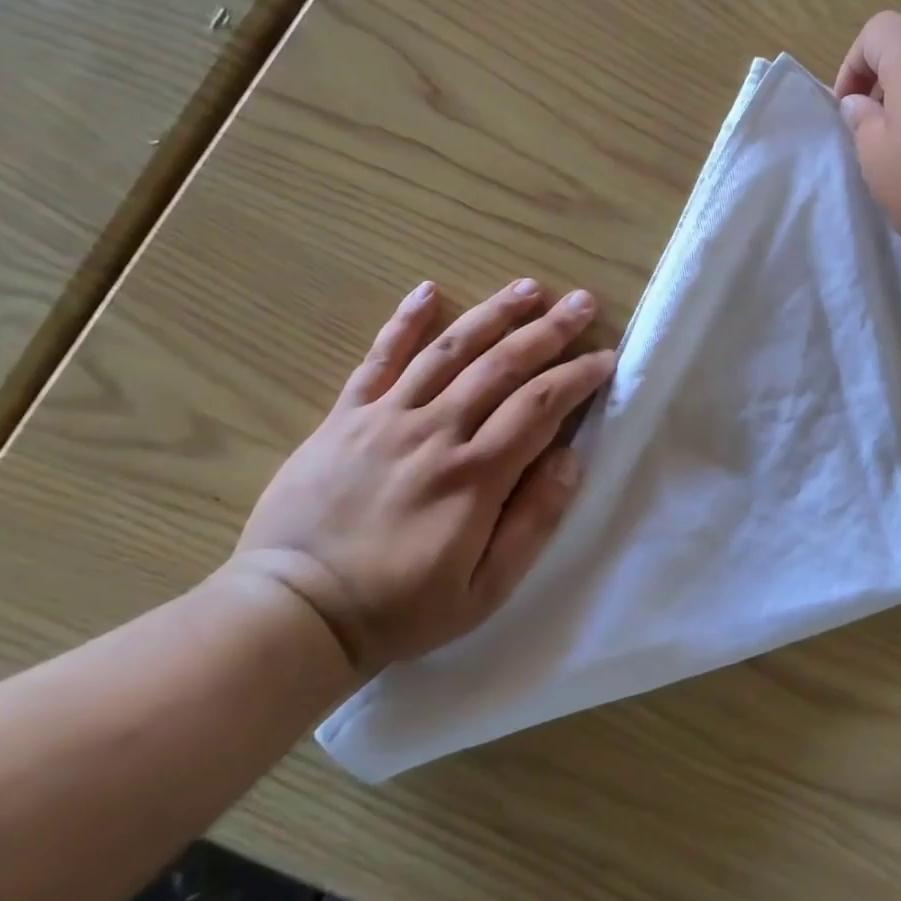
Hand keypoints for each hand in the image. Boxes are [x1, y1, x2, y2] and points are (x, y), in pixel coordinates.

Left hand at [230, 278, 614, 674]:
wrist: (294, 612)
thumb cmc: (401, 607)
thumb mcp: (486, 590)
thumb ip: (533, 521)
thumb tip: (571, 458)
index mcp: (474, 475)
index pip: (540, 406)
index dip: (578, 376)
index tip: (606, 358)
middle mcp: (435, 431)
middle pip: (502, 365)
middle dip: (549, 331)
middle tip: (583, 303)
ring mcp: (385, 418)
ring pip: (450, 350)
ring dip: (494, 314)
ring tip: (529, 288)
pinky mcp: (345, 417)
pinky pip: (379, 358)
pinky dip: (405, 322)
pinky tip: (429, 290)